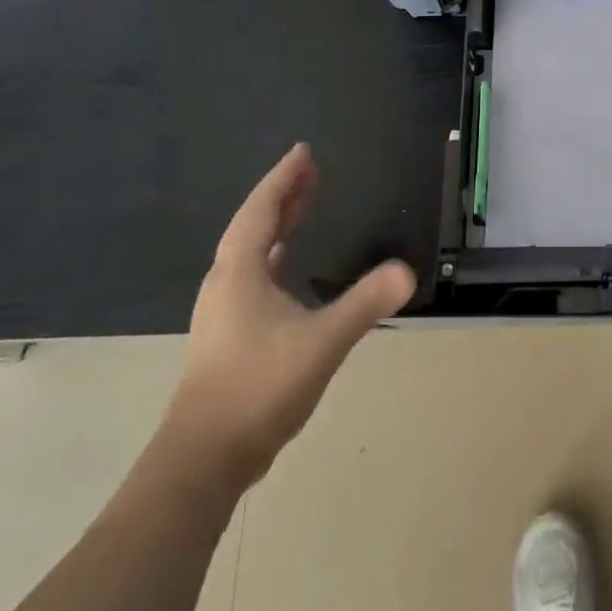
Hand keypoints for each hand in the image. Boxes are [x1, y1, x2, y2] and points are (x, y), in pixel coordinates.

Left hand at [157, 144, 414, 498]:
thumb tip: (408, 271)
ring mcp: (223, 311)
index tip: (304, 152)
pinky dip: (272, 256)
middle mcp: (226, 283)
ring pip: (250, 251)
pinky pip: (252, 274)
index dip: (284, 179)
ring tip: (302, 206)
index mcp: (240, 273)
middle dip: (283, 195)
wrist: (203, 458)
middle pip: (254, 225)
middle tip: (310, 170)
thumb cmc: (258, 387)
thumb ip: (365, 303)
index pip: (262, 210)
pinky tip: (284, 265)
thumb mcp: (321, 341)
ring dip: (277, 224)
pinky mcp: (228, 335)